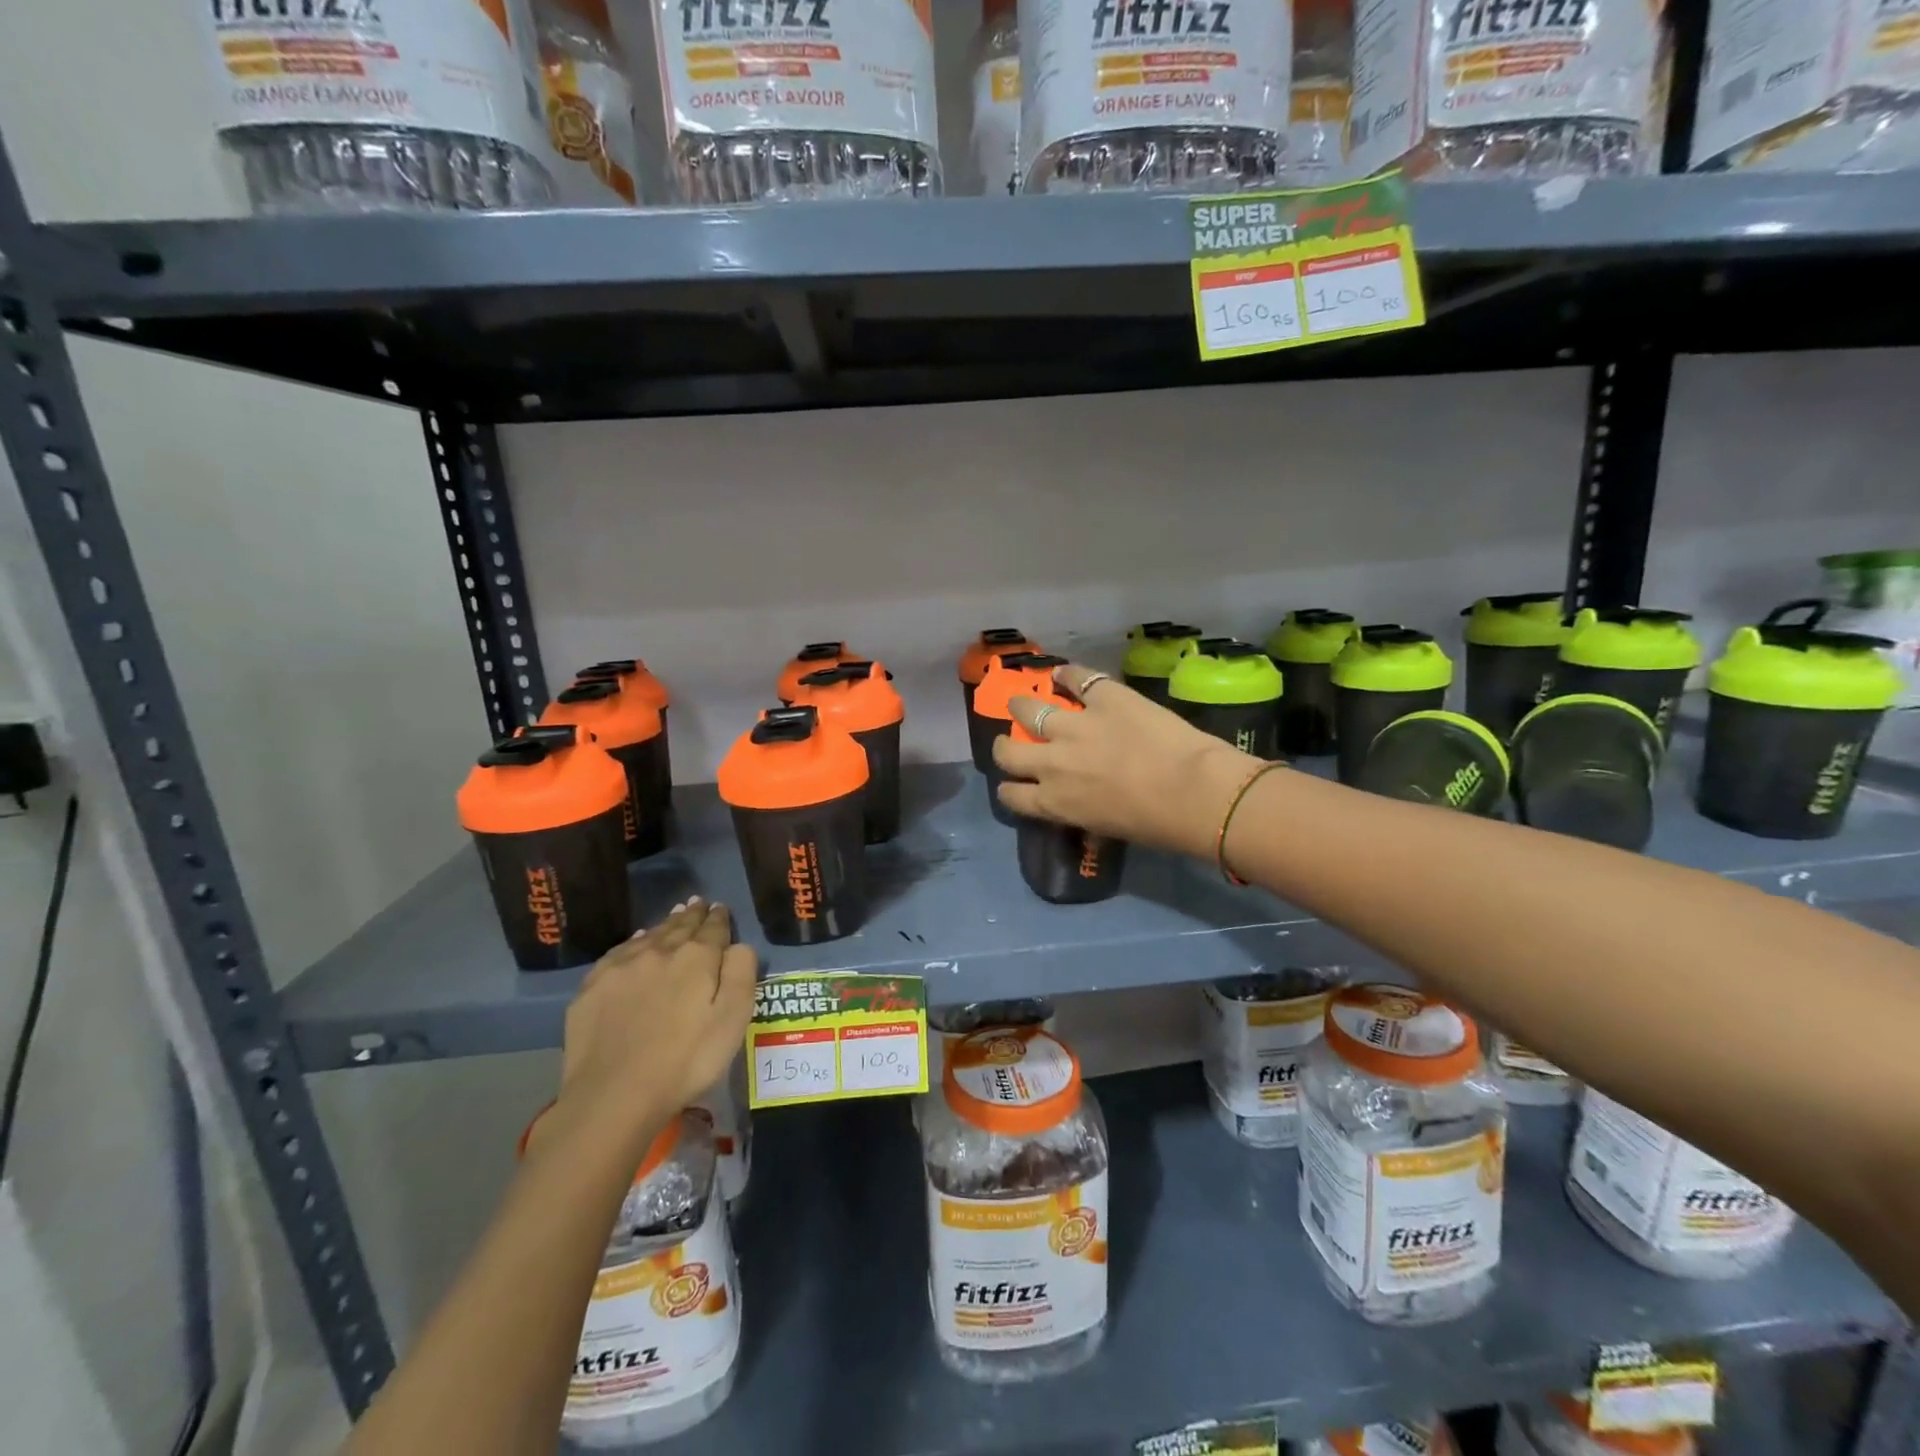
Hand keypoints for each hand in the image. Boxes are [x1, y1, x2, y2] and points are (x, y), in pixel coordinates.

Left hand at [549, 899, 756, 1153]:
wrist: (614, 1095)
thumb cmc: (686, 1061)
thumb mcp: (733, 1020)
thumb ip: (741, 974)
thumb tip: (738, 944)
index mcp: (697, 958)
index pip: (713, 928)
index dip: (719, 917)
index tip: (721, 908)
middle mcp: (659, 951)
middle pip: (680, 926)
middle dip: (693, 914)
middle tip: (699, 903)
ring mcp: (622, 967)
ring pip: (650, 935)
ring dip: (666, 924)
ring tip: (675, 915)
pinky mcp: (593, 987)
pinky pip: (619, 951)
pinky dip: (634, 942)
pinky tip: (637, 942)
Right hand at [992, 663, 1264, 858]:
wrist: (1192, 791)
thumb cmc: (1155, 825)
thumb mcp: (1106, 829)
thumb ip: (1082, 813)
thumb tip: (1080, 806)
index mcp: (1053, 801)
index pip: (1010, 794)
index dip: (1010, 787)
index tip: (1017, 783)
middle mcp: (1051, 763)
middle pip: (1007, 752)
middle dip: (1006, 747)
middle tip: (1014, 742)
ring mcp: (1074, 726)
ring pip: (1028, 709)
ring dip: (1023, 707)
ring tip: (1025, 703)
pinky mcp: (1104, 697)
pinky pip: (1076, 678)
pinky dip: (1067, 675)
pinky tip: (1062, 674)